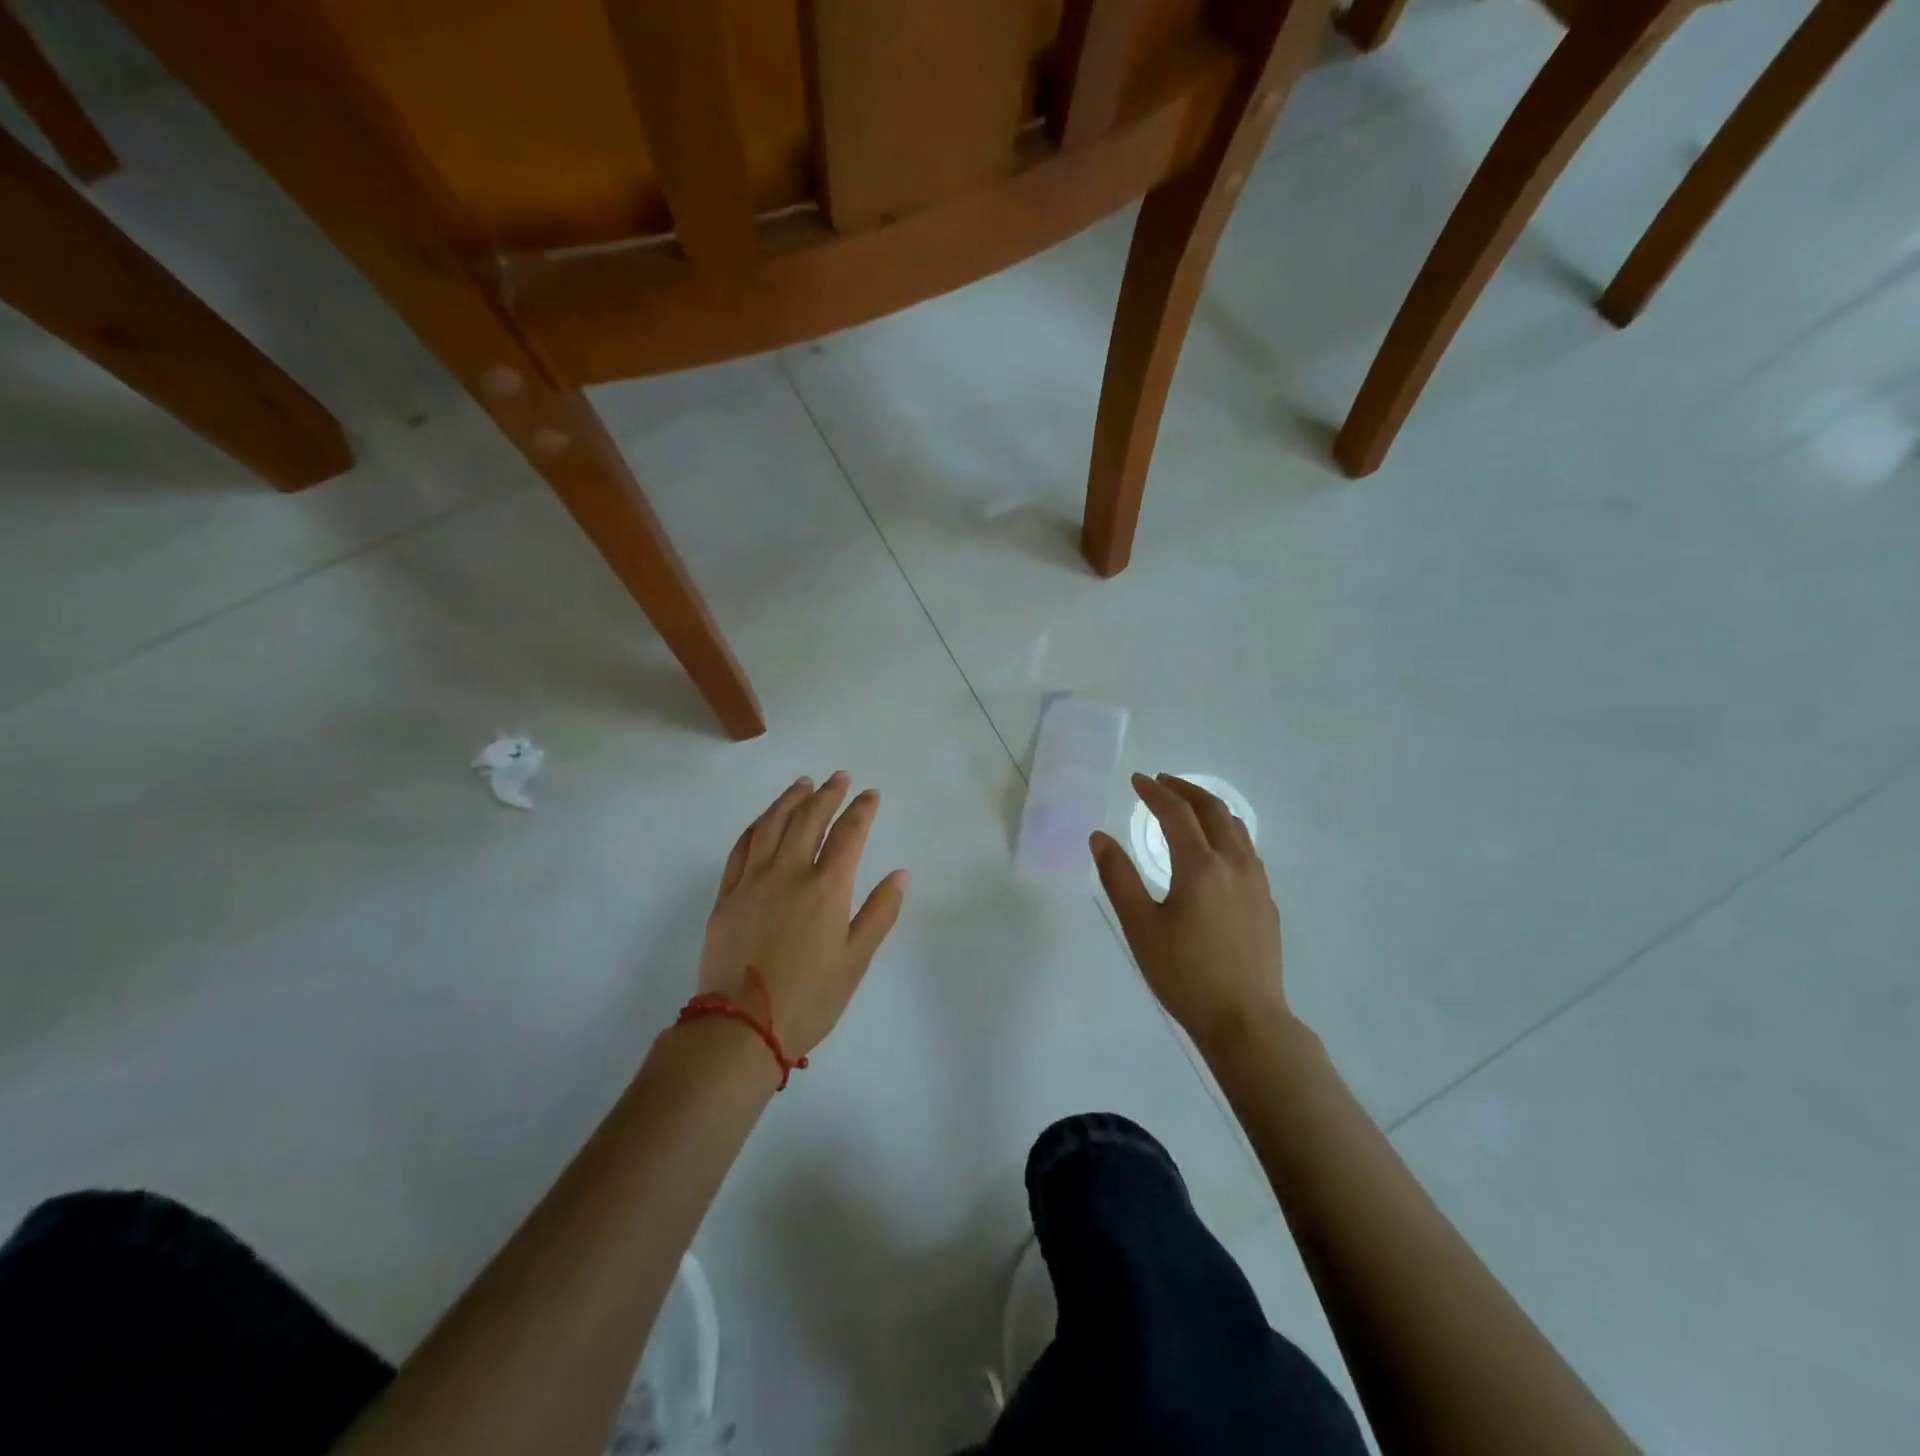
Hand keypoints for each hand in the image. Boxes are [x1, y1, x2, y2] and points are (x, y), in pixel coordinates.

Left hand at [699, 773, 908, 1058]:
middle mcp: (789, 873)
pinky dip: (756, 826)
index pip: (849, 834)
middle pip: (809, 819)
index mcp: (826, 888)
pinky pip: (741, 847)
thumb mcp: (856, 961)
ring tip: (802, 783)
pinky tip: (764, 819)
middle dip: (827, 794)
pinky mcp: (727, 895)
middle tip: (838, 777)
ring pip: (772, 825)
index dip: (862, 810)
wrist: (740, 1027)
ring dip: (790, 800)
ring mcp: (753, 881)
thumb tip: (899, 874)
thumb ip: (879, 913)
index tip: (870, 794)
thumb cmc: (809, 998)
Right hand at [1091, 773, 1290, 1055]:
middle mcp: (1233, 864)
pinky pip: (1247, 849)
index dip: (1155, 792)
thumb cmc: (1184, 974)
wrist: (1245, 1020)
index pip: (1176, 813)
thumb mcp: (1140, 926)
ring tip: (1188, 806)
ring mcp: (1256, 882)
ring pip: (1236, 827)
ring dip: (1209, 808)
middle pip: (1213, 810)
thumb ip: (1118, 877)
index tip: (1137, 780)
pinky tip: (1215, 849)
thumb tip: (1099, 837)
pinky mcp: (1266, 902)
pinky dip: (1226, 832)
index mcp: (1200, 866)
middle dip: (1185, 790)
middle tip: (1161, 782)